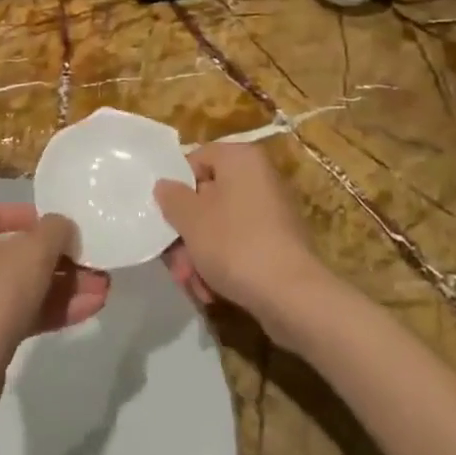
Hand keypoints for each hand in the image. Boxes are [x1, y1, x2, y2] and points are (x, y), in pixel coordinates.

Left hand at [0, 203, 109, 409]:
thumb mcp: (34, 251)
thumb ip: (57, 230)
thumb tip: (65, 229)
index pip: (8, 213)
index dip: (45, 222)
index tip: (73, 233)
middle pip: (20, 252)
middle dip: (63, 261)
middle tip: (96, 265)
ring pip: (24, 284)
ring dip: (64, 286)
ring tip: (103, 289)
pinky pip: (20, 310)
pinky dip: (52, 308)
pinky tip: (89, 309)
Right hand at [153, 143, 334, 343]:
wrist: (291, 295)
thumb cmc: (234, 243)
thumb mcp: (191, 219)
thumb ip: (172, 197)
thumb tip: (165, 185)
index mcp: (241, 159)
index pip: (197, 159)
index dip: (176, 187)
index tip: (164, 215)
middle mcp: (260, 177)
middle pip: (208, 197)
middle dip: (187, 233)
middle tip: (175, 262)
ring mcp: (272, 211)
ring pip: (221, 225)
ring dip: (200, 254)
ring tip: (192, 284)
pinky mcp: (279, 243)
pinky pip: (241, 244)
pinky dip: (224, 264)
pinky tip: (212, 291)